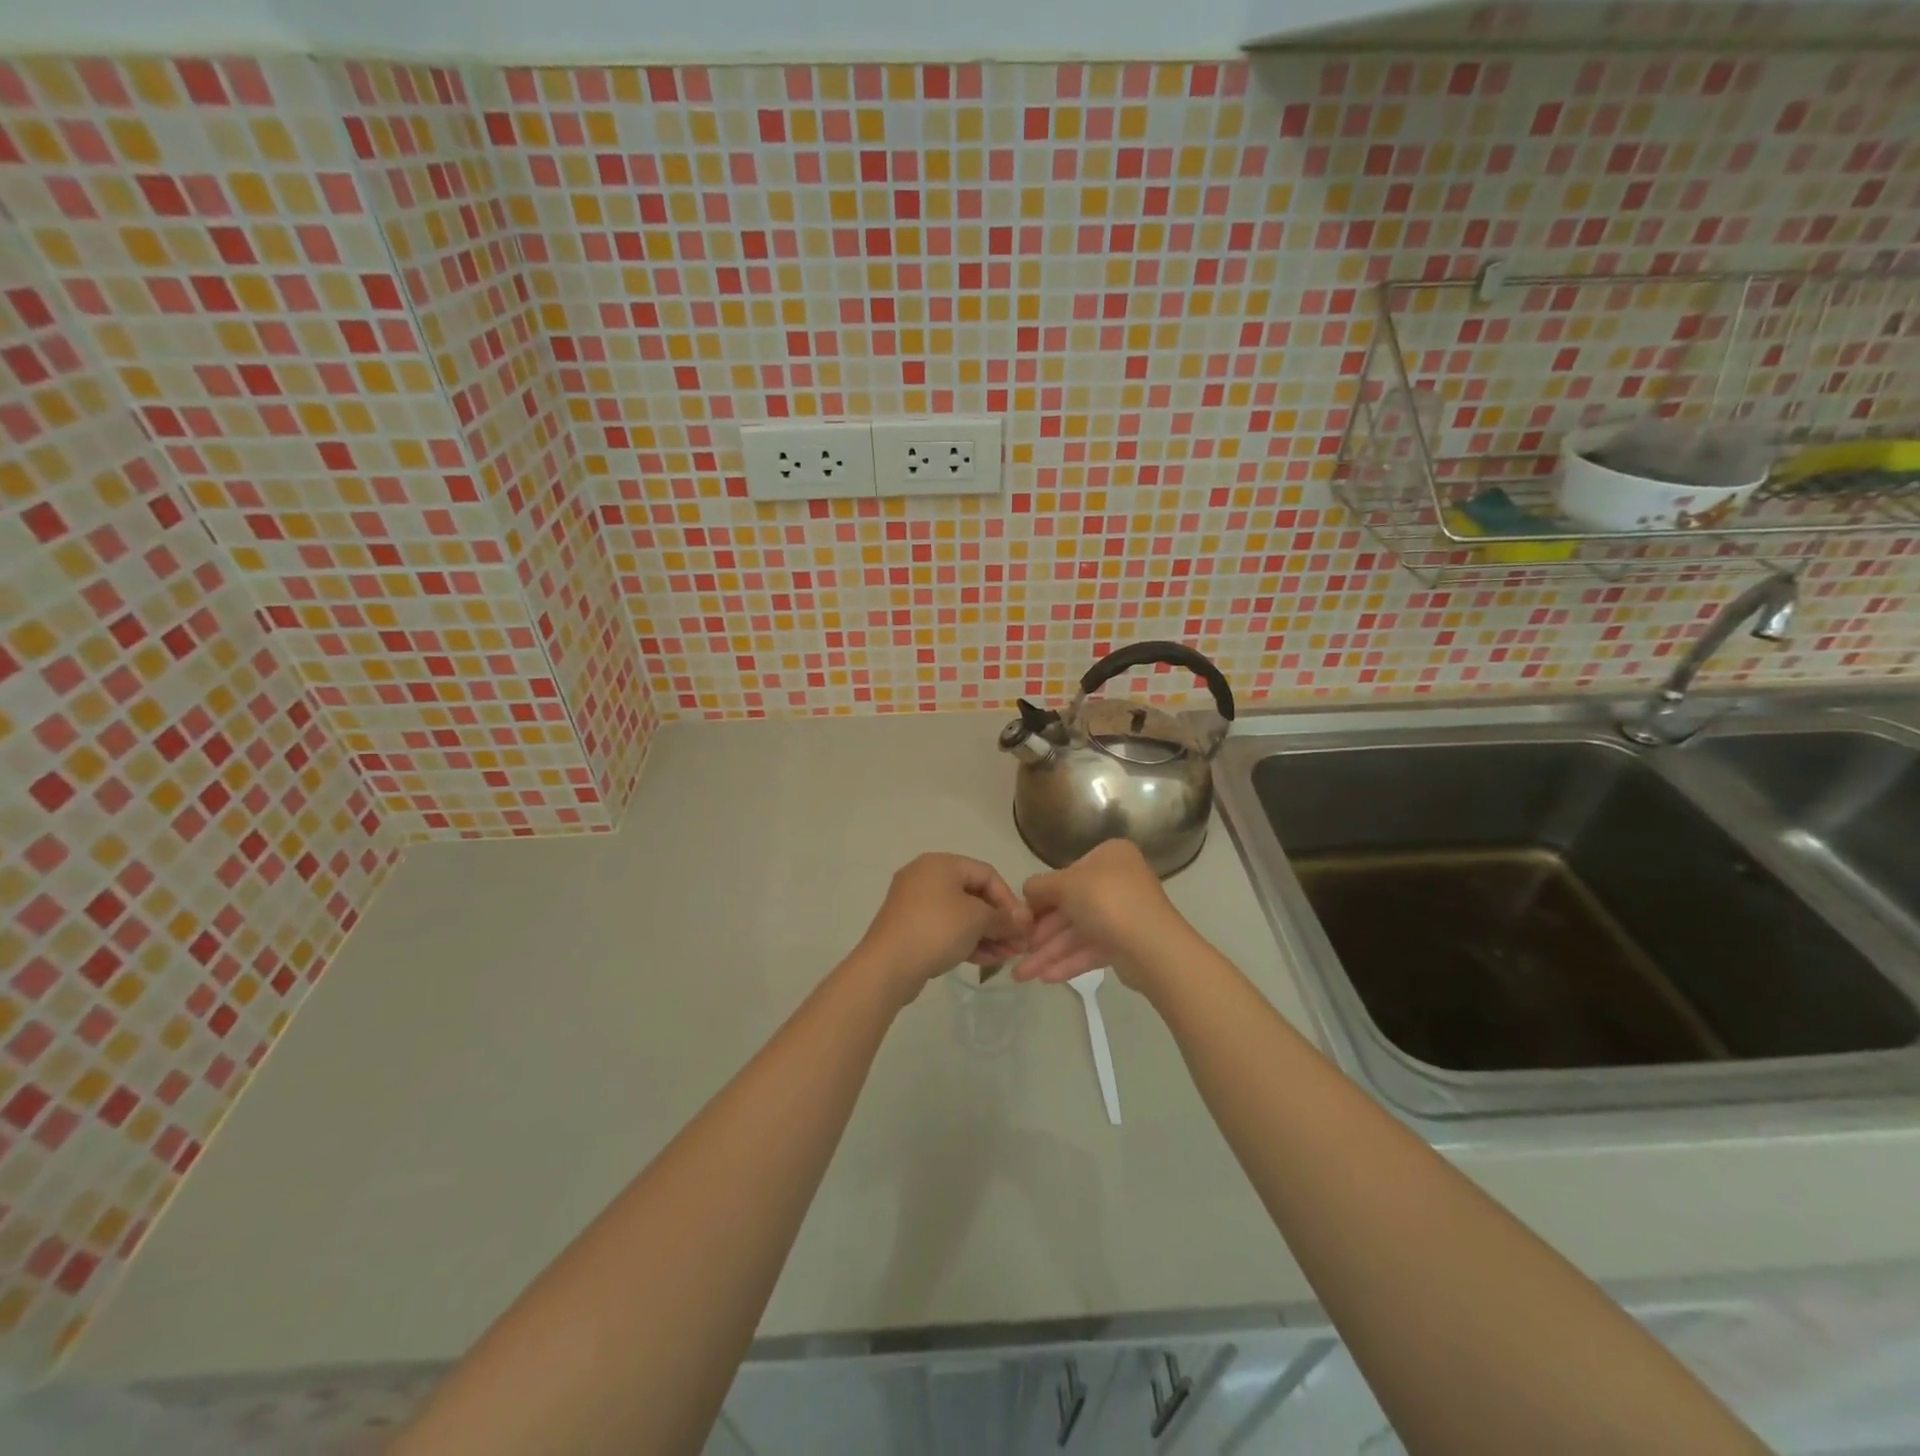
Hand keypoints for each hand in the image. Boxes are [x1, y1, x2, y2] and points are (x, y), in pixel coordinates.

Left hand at [854, 853, 1030, 1002]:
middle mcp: (926, 877)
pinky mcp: (910, 929)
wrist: (888, 965)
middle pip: (973, 895)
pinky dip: (966, 941)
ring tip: (1007, 957)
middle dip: (998, 921)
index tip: (1022, 925)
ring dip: (986, 934)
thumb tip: (1023, 919)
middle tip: (1018, 944)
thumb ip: (1003, 917)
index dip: (1008, 898)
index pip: (986, 873)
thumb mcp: (977, 919)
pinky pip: (945, 929)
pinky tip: (986, 961)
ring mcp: (915, 904)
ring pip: (960, 915)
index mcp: (941, 864)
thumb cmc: (937, 928)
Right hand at [1015, 839, 1190, 995]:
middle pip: (1070, 907)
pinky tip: (1045, 978)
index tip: (1020, 919)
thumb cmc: (1106, 901)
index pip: (1066, 874)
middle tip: (1016, 950)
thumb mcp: (1065, 884)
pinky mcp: (1126, 944)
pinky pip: (1090, 950)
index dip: (1040, 898)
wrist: (1152, 946)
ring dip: (1049, 953)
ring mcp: (1123, 913)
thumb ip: (1040, 886)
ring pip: (1078, 932)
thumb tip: (1027, 892)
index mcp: (1109, 856)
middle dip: (1041, 934)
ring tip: (1022, 976)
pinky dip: (1068, 962)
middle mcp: (1118, 881)